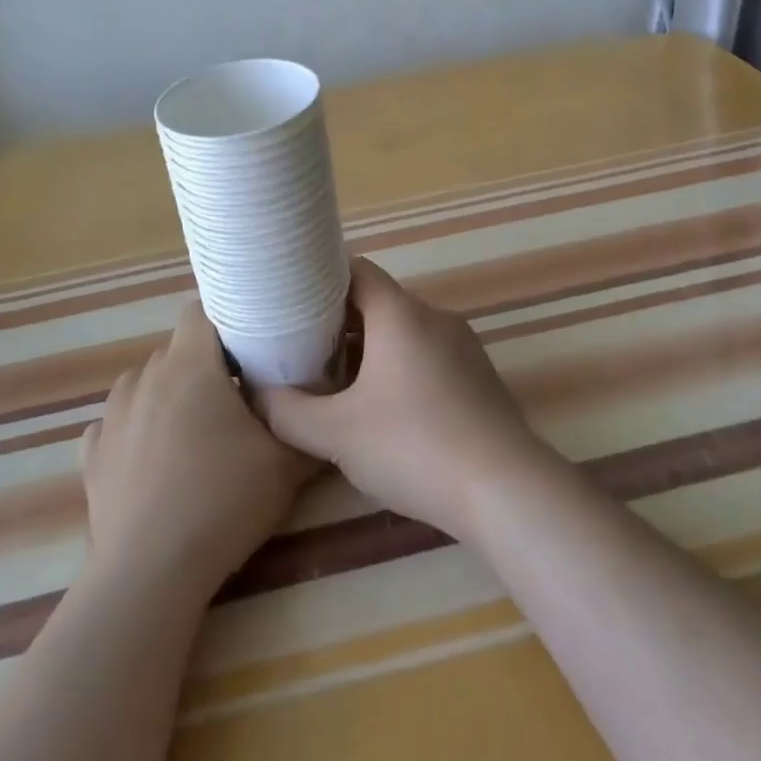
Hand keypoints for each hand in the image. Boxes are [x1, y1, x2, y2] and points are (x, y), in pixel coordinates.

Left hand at [81, 304, 312, 601]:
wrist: (148, 575)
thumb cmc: (221, 502)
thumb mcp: (286, 463)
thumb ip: (304, 424)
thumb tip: (319, 408)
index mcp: (190, 365)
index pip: (202, 310)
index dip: (228, 318)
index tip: (253, 341)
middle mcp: (145, 376)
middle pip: (178, 349)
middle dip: (206, 363)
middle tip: (237, 394)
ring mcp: (112, 414)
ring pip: (147, 383)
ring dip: (171, 394)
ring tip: (195, 432)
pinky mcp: (92, 453)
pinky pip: (120, 422)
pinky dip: (138, 429)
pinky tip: (155, 460)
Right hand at [257, 258, 562, 542]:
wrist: (505, 490)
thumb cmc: (414, 447)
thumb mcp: (336, 434)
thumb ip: (287, 411)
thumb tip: (256, 392)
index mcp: (401, 314)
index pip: (357, 270)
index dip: (321, 279)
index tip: (292, 299)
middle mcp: (435, 318)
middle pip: (379, 303)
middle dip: (340, 323)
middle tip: (304, 349)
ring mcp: (464, 346)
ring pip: (404, 333)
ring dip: (370, 350)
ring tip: (338, 384)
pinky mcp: (479, 377)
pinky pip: (429, 356)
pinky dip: (400, 369)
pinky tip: (386, 411)